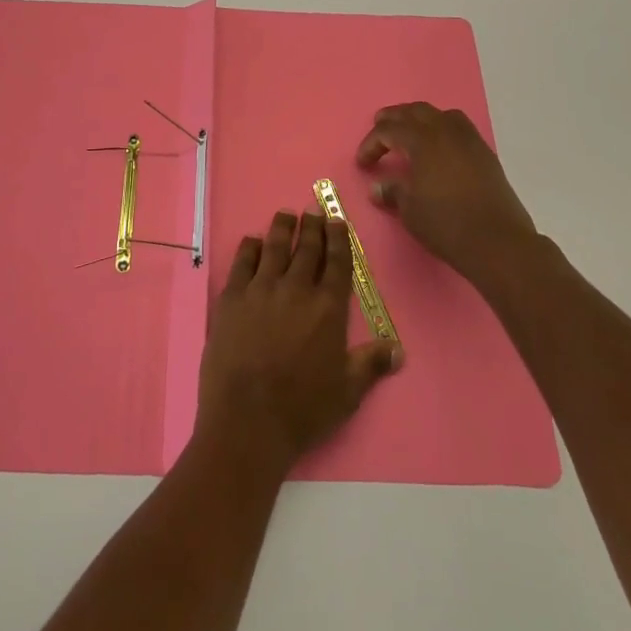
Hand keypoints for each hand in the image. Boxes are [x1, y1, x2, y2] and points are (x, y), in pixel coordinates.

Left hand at [196, 210, 400, 475]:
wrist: (248, 420)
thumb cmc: (303, 409)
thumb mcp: (347, 392)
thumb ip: (371, 364)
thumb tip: (398, 349)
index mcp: (328, 309)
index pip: (337, 263)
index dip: (338, 239)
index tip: (337, 219)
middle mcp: (296, 290)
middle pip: (306, 249)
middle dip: (312, 227)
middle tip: (313, 210)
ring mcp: (261, 290)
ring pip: (274, 248)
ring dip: (282, 228)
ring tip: (286, 215)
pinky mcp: (232, 298)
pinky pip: (242, 263)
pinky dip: (249, 248)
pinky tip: (253, 241)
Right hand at [355, 102, 547, 293]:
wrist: (497, 242)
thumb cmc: (446, 224)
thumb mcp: (410, 210)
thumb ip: (392, 192)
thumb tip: (377, 188)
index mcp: (422, 141)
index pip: (389, 131)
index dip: (371, 144)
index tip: (363, 163)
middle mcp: (446, 132)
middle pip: (415, 111)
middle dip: (394, 118)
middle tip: (379, 126)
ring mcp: (469, 141)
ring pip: (441, 115)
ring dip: (421, 118)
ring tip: (411, 132)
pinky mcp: (485, 154)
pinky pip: (460, 128)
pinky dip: (444, 129)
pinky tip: (440, 149)